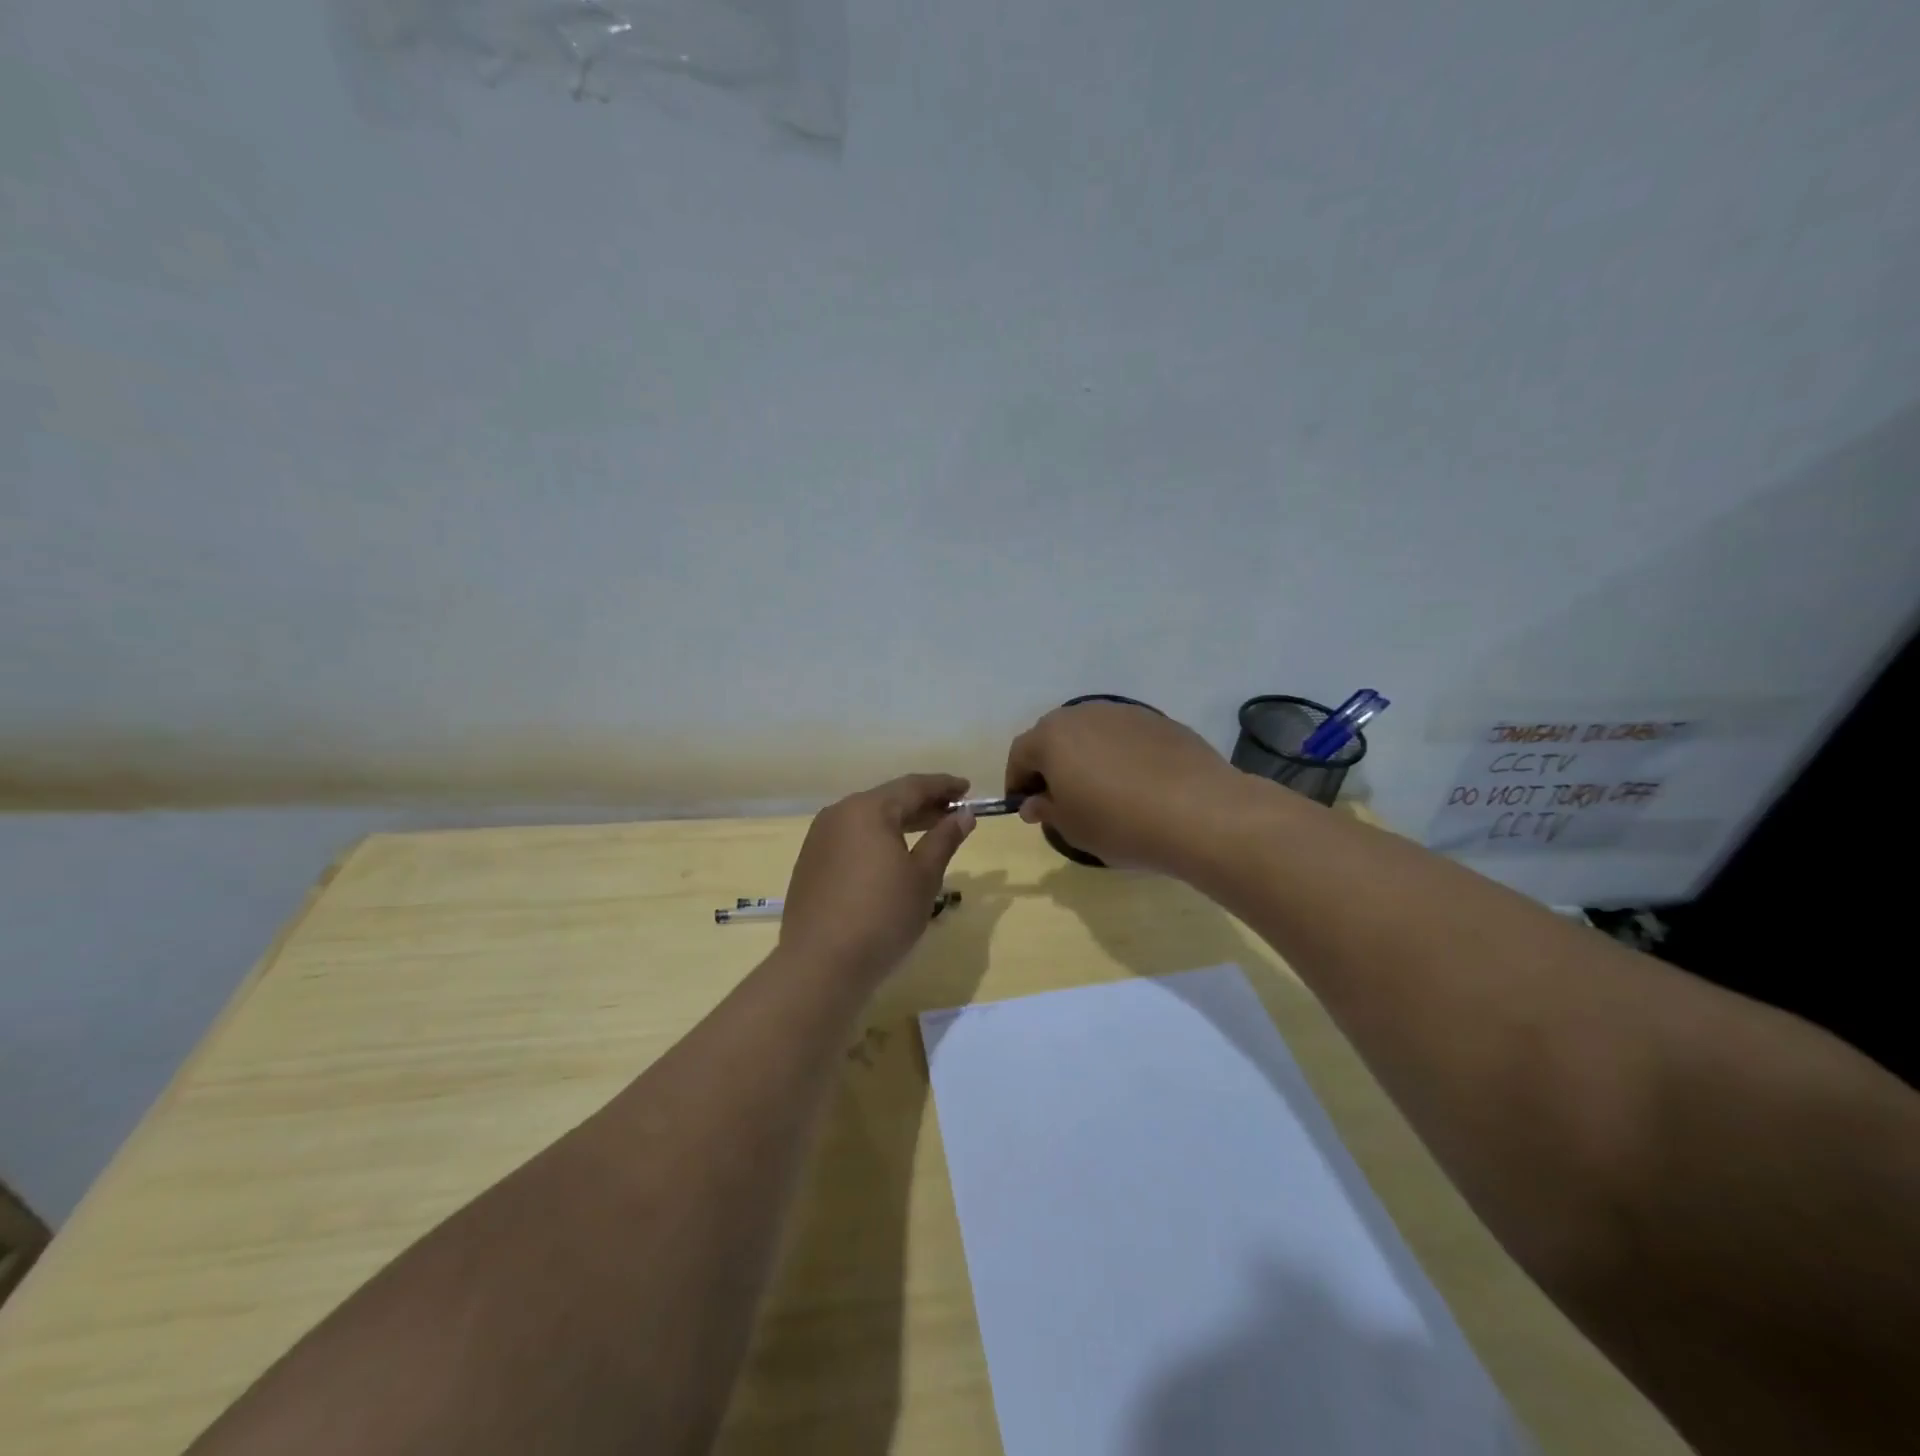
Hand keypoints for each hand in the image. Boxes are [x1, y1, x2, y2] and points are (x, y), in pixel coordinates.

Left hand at [780, 774, 975, 988]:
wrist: (820, 964)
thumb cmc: (882, 915)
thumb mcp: (923, 877)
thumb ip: (944, 839)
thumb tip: (964, 814)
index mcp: (867, 809)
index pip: (913, 786)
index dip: (943, 785)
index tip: (967, 788)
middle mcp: (839, 814)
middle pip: (888, 799)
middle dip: (923, 804)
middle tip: (953, 812)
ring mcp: (819, 839)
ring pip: (868, 819)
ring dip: (900, 822)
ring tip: (929, 833)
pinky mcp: (810, 863)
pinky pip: (851, 839)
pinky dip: (877, 840)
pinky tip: (893, 857)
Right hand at [1004, 702, 1241, 873]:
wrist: (1199, 812)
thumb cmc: (1119, 823)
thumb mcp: (1072, 828)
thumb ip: (1046, 810)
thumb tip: (1034, 802)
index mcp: (1052, 737)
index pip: (1020, 754)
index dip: (1017, 780)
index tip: (1025, 806)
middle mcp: (1084, 714)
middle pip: (1055, 736)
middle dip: (1051, 765)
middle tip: (1060, 798)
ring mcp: (1125, 713)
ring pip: (1092, 733)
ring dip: (1086, 757)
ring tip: (1101, 791)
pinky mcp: (1160, 721)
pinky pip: (1126, 737)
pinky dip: (1120, 756)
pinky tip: (1136, 785)